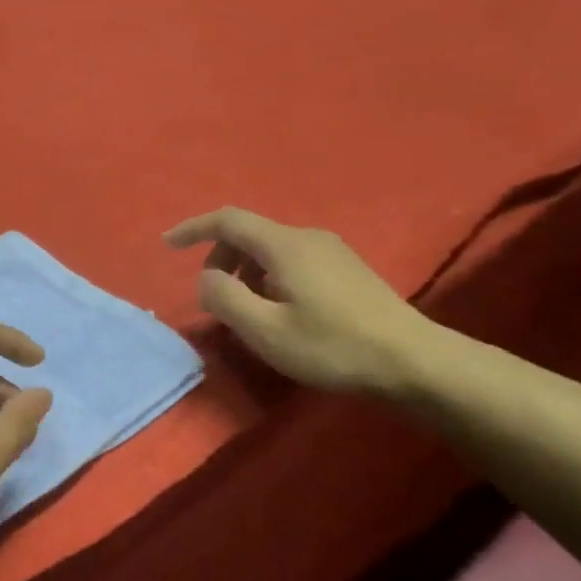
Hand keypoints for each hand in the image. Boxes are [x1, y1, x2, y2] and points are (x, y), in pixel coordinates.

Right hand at [165, 207, 437, 395]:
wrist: (413, 361)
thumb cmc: (332, 347)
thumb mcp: (265, 330)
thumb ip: (225, 298)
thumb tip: (207, 277)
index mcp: (285, 245)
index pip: (227, 220)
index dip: (193, 229)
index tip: (168, 246)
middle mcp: (307, 237)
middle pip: (249, 234)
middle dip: (220, 259)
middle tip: (214, 299)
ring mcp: (332, 250)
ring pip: (270, 250)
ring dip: (245, 273)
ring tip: (247, 313)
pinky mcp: (346, 268)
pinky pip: (291, 261)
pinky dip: (268, 277)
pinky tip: (280, 312)